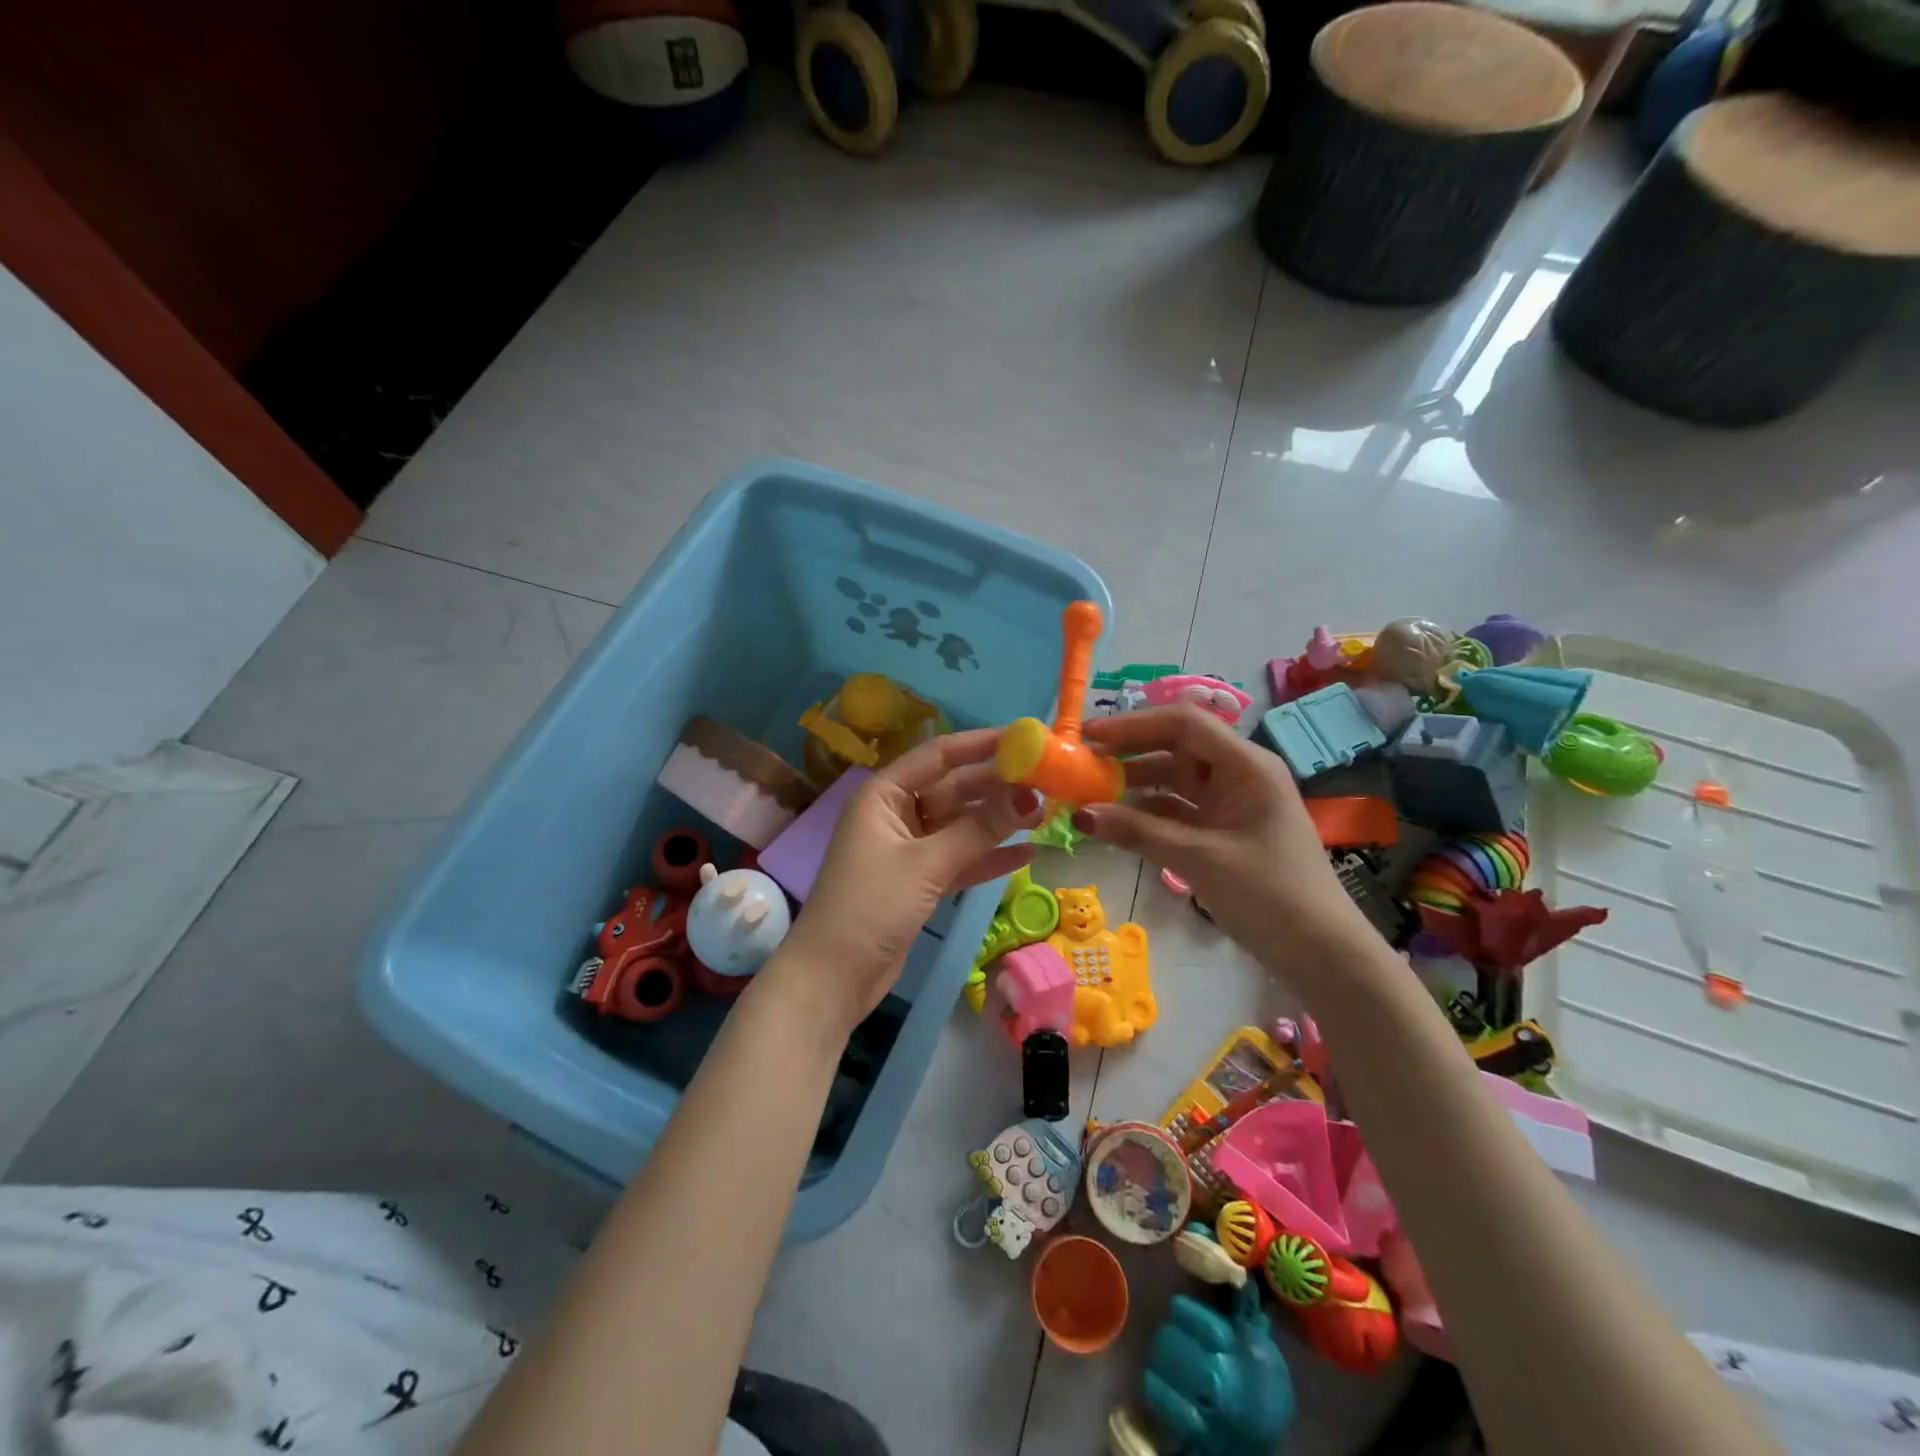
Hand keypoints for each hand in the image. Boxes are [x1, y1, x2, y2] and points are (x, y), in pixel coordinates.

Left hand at [771, 729, 1043, 1035]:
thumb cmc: (871, 906)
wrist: (833, 979)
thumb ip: (979, 829)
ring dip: (998, 822)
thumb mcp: (927, 864)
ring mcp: (908, 849)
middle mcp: (896, 814)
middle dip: (996, 787)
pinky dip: (988, 857)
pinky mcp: (919, 881)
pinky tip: (1027, 853)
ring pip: (960, 825)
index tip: (1023, 739)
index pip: (938, 756)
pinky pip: (959, 858)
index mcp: (884, 795)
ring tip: (1045, 814)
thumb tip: (1030, 796)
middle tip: (1046, 782)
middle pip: (953, 790)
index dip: (980, 744)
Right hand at [1073, 706, 1373, 967]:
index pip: (1183, 724)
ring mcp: (1233, 802)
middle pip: (1176, 746)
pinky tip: (1118, 822)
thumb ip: (1137, 832)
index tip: (1089, 737)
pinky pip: (1180, 808)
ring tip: (1090, 792)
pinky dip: (1149, 812)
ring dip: (1135, 783)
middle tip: (1082, 764)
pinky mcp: (1225, 830)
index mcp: (1246, 765)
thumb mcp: (1198, 859)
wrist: (1321, 953)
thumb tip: (1079, 814)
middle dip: (1129, 752)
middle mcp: (1239, 773)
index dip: (1134, 725)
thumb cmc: (1268, 894)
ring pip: (1175, 778)